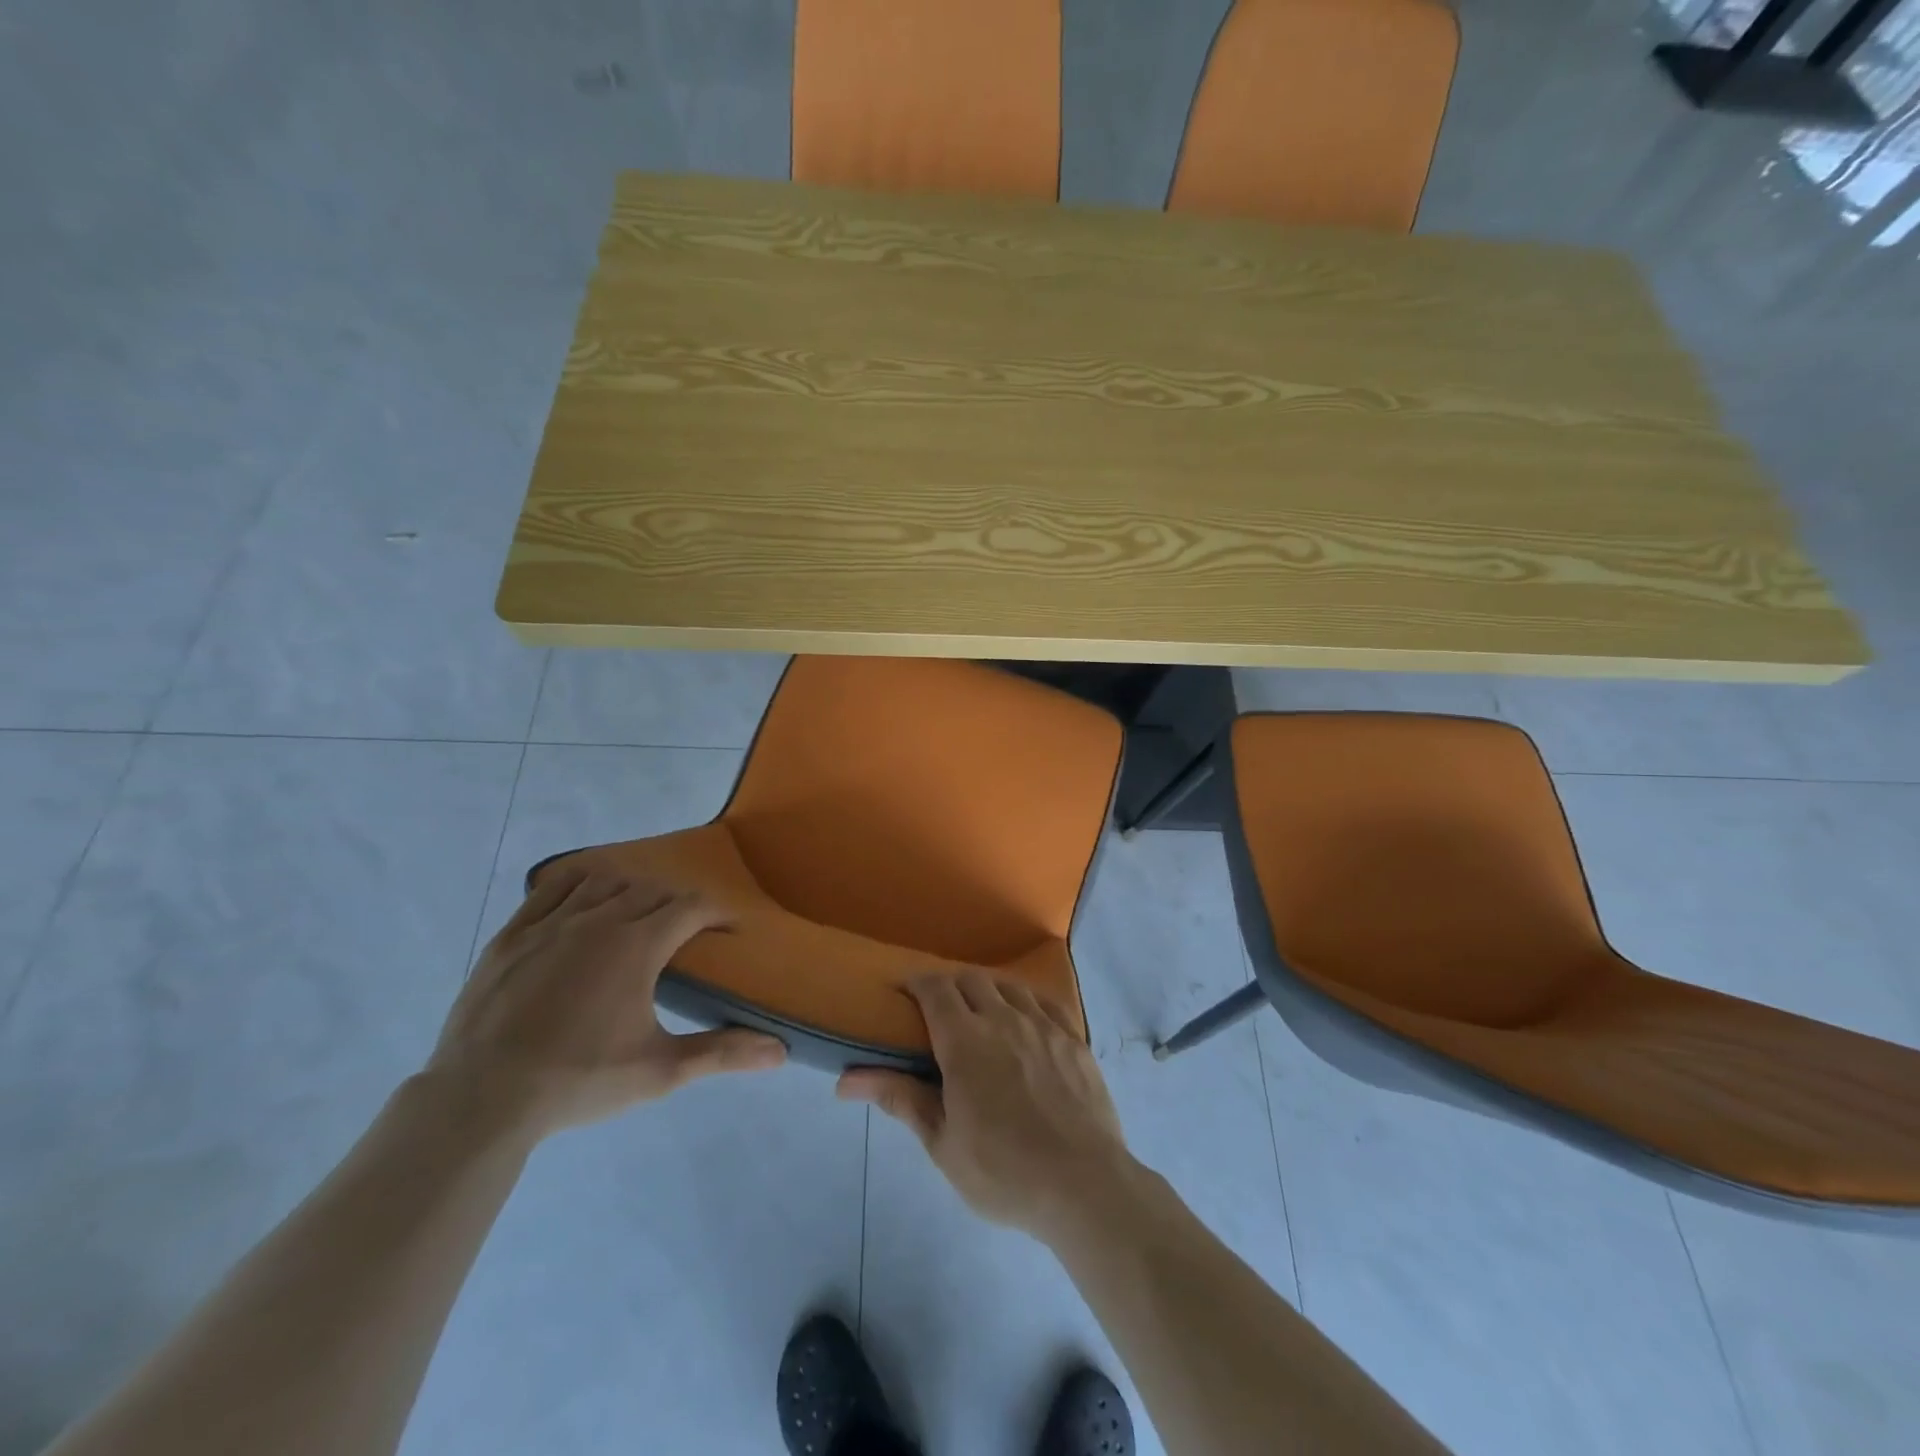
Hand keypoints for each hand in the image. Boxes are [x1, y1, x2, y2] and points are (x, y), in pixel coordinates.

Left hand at [425, 865, 785, 1138]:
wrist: (482, 1100)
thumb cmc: (579, 1081)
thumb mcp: (659, 1071)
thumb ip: (721, 1054)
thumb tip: (781, 1052)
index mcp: (637, 945)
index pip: (691, 908)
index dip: (717, 914)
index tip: (728, 931)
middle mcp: (598, 919)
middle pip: (651, 891)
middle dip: (677, 905)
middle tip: (685, 934)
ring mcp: (550, 923)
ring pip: (605, 881)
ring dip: (631, 891)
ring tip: (638, 916)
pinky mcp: (513, 934)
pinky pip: (552, 887)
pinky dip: (578, 883)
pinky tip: (585, 899)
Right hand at [837, 972, 1136, 1242]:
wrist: (1084, 1186)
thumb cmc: (1003, 1171)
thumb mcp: (942, 1143)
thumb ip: (901, 1099)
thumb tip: (845, 1080)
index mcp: (965, 1041)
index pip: (935, 989)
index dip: (917, 983)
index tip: (904, 991)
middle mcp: (1004, 1019)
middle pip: (971, 980)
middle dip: (950, 985)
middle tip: (939, 1009)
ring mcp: (1043, 1025)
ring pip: (1009, 986)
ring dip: (988, 989)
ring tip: (981, 1012)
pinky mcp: (1074, 1039)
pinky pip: (1046, 1002)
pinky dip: (1026, 1001)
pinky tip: (1025, 1019)